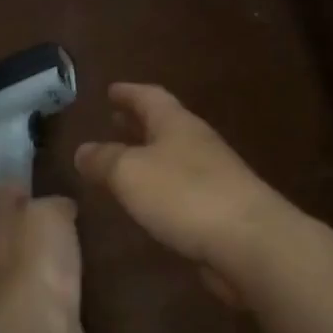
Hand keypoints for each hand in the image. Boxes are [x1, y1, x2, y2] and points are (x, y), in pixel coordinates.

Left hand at [0, 187, 83, 332]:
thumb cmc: (38, 260)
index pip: (4, 194)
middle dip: (38, 220)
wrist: (40, 329)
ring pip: (37, 260)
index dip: (19, 184)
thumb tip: (61, 206)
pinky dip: (65, 281)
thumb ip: (53, 203)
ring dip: (52, 252)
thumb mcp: (48, 213)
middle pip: (19, 230)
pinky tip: (83, 275)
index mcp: (0, 224)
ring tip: (82, 239)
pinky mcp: (44, 316)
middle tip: (71, 208)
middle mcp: (4, 254)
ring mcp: (22, 289)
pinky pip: (56, 288)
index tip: (41, 176)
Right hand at [75, 83, 289, 306]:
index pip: (150, 98)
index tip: (111, 89)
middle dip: (137, 122)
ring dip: (148, 154)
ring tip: (124, 161)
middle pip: (164, 125)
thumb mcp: (130, 173)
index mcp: (177, 125)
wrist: (249, 242)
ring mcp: (213, 177)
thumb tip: (82, 150)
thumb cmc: (185, 196)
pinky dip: (160, 187)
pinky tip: (149, 202)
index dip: (128, 93)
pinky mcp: (219, 210)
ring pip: (172, 157)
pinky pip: (181, 189)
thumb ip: (104, 160)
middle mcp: (197, 144)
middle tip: (115, 119)